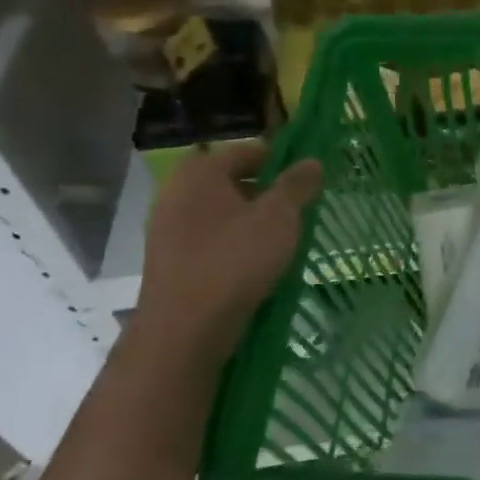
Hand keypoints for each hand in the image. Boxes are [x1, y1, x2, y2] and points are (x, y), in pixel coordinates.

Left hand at [135, 143, 322, 361]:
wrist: (185, 327)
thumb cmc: (235, 260)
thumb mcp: (279, 217)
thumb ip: (297, 185)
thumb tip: (312, 161)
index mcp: (200, 172)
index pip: (247, 151)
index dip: (280, 161)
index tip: (306, 180)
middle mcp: (176, 192)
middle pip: (230, 181)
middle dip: (264, 191)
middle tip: (296, 210)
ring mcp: (167, 227)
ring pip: (219, 211)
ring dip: (249, 219)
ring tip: (280, 238)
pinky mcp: (169, 259)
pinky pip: (208, 238)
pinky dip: (231, 242)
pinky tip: (254, 263)